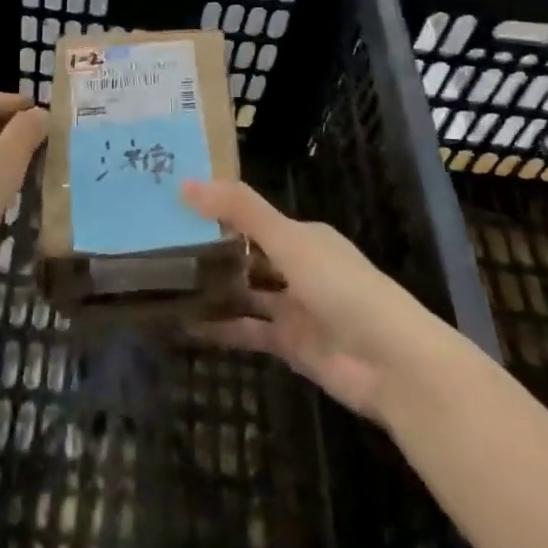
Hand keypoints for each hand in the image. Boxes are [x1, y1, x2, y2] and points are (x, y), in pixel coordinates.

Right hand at [182, 179, 457, 421]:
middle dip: (208, 251)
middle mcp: (298, 266)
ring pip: (244, 292)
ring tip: (161, 283)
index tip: (172, 206)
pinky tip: (184, 325)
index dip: (215, 210)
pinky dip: (220, 328)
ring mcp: (294, 307)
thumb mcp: (289, 240)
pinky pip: (248, 331)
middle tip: (155, 245)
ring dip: (212, 289)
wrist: (392, 365)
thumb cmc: (342, 288)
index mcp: (303, 235)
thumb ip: (240, 211)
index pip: (251, 216)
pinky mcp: (290, 345)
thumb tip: (185, 183)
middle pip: (246, 254)